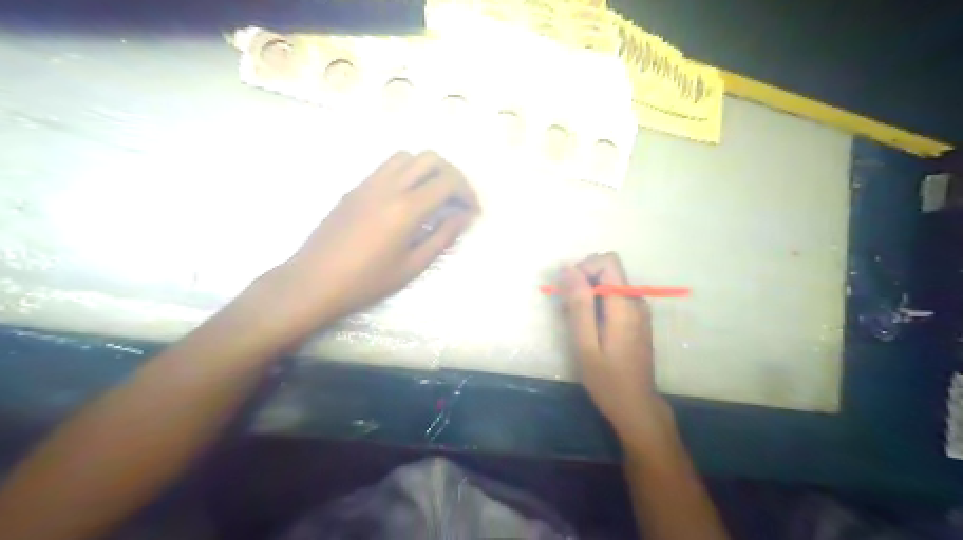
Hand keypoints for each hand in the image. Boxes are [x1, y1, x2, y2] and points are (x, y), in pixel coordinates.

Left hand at [275, 150, 476, 323]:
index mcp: (406, 208)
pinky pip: (388, 166)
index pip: (447, 182)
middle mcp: (389, 186)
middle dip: (452, 175)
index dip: (467, 193)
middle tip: (458, 199)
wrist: (314, 281)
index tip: (473, 211)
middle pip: (430, 159)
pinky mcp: (356, 187)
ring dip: (428, 169)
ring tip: (435, 194)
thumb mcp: (412, 266)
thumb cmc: (367, 281)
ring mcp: (369, 183)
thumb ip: (442, 237)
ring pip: (407, 156)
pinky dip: (407, 172)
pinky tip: (408, 197)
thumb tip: (463, 216)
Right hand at [562, 252, 670, 442]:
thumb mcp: (585, 344)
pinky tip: (589, 329)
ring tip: (576, 324)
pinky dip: (598, 304)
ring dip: (588, 295)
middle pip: (608, 270)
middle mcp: (636, 301)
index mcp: (624, 304)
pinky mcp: (638, 319)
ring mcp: (640, 310)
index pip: (607, 261)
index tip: (569, 291)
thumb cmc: (607, 380)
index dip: (584, 268)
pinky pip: (615, 298)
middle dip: (583, 282)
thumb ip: (578, 304)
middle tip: (567, 311)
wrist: (637, 407)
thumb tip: (568, 268)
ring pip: (609, 283)